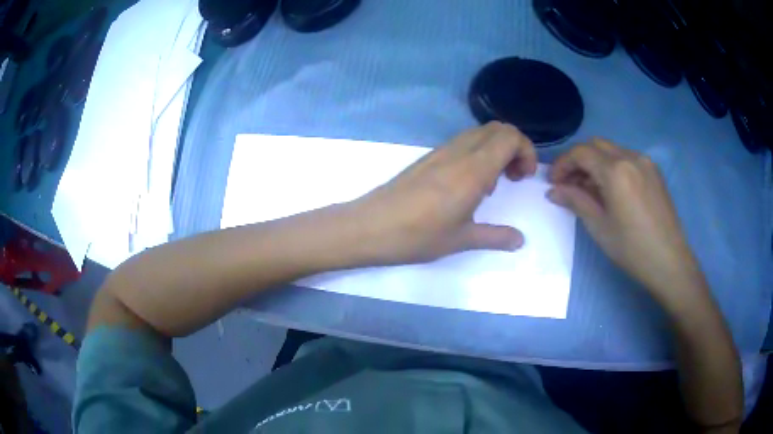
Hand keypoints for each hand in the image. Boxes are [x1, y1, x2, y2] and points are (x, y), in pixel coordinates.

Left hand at [350, 122, 536, 264]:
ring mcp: (440, 151)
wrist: (369, 227)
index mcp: (474, 169)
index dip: (526, 150)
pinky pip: (462, 143)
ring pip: (479, 133)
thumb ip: (496, 237)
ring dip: (495, 149)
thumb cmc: (417, 236)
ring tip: (491, 185)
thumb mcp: (462, 240)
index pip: (510, 136)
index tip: (523, 177)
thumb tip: (520, 240)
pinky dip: (477, 153)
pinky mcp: (427, 157)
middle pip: (497, 128)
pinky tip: (467, 185)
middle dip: (515, 147)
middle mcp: (459, 152)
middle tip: (513, 178)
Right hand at [548, 138, 705, 303]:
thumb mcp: (599, 227)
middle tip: (569, 184)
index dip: (563, 164)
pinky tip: (611, 189)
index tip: (553, 182)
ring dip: (595, 163)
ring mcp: (645, 162)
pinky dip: (612, 166)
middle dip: (578, 160)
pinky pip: (626, 158)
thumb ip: (576, 201)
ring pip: (611, 150)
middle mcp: (630, 157)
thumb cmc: (632, 248)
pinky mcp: (653, 171)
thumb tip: (554, 190)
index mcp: (615, 170)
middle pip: (595, 145)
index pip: (581, 153)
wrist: (670, 261)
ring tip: (589, 189)